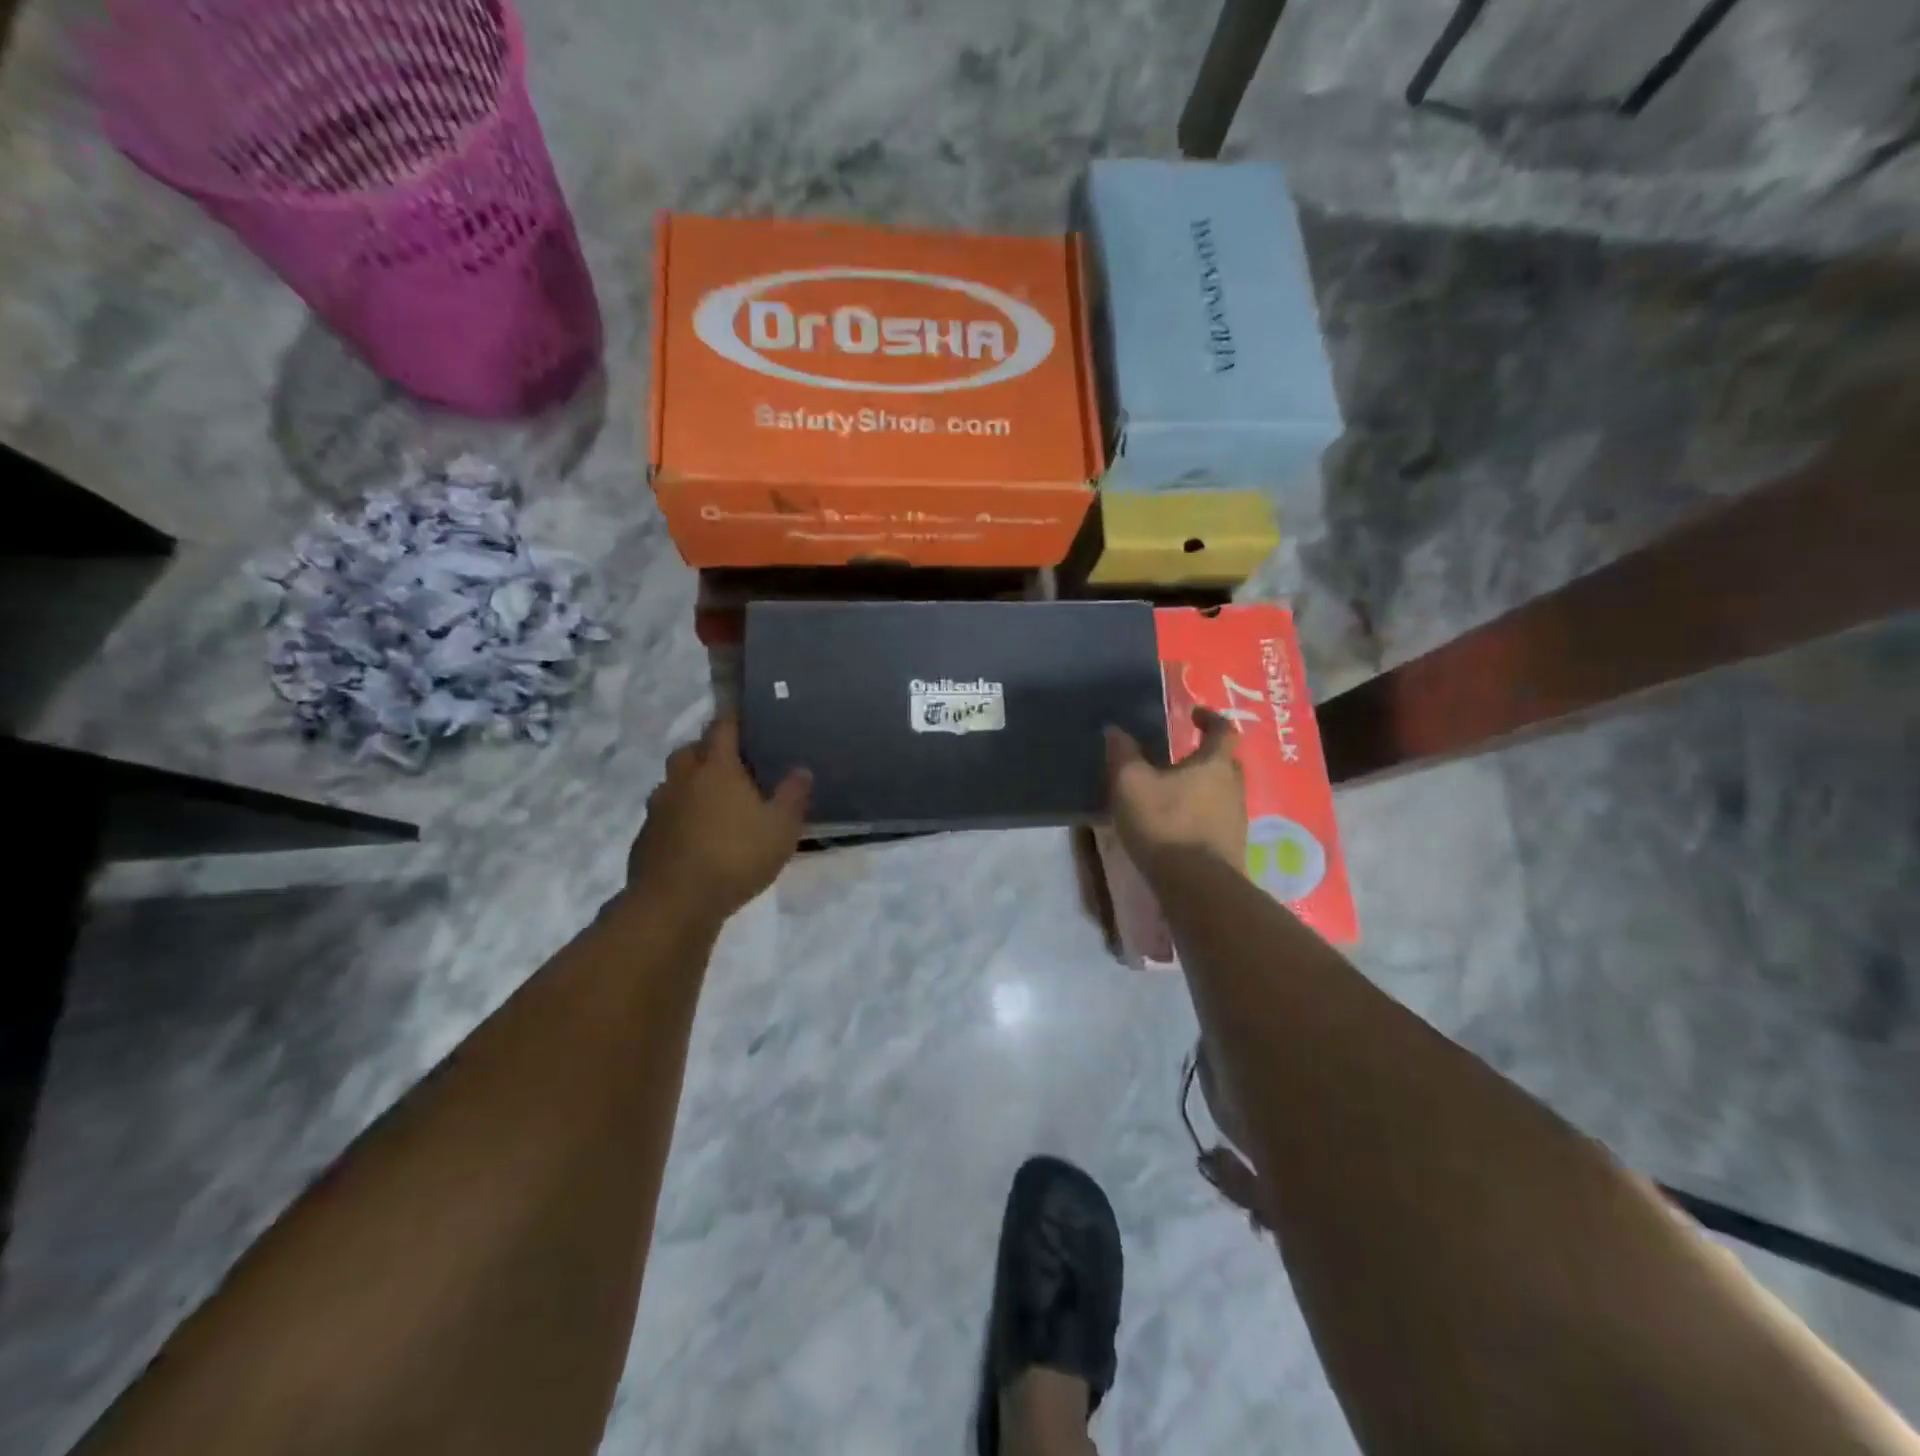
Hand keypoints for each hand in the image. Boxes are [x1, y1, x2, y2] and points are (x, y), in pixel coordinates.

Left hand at [626, 713, 810, 926]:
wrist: (674, 903)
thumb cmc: (735, 857)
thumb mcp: (781, 828)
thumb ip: (793, 796)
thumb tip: (801, 769)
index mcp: (717, 768)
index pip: (723, 728)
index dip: (732, 716)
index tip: (740, 709)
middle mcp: (683, 779)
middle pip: (691, 750)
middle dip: (707, 749)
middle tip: (730, 762)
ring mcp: (659, 807)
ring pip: (673, 781)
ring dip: (690, 782)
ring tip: (712, 800)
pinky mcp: (646, 836)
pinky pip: (664, 813)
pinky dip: (678, 814)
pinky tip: (693, 834)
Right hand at [1105, 707, 1246, 871]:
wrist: (1197, 886)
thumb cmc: (1166, 824)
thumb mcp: (1131, 784)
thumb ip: (1123, 754)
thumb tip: (1115, 729)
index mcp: (1214, 764)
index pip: (1222, 730)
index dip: (1209, 717)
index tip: (1193, 713)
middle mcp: (1233, 787)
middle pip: (1226, 762)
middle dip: (1206, 754)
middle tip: (1182, 754)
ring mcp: (1235, 820)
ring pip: (1222, 792)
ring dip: (1203, 787)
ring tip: (1174, 790)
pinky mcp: (1230, 847)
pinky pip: (1216, 819)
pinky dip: (1200, 814)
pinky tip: (1178, 823)